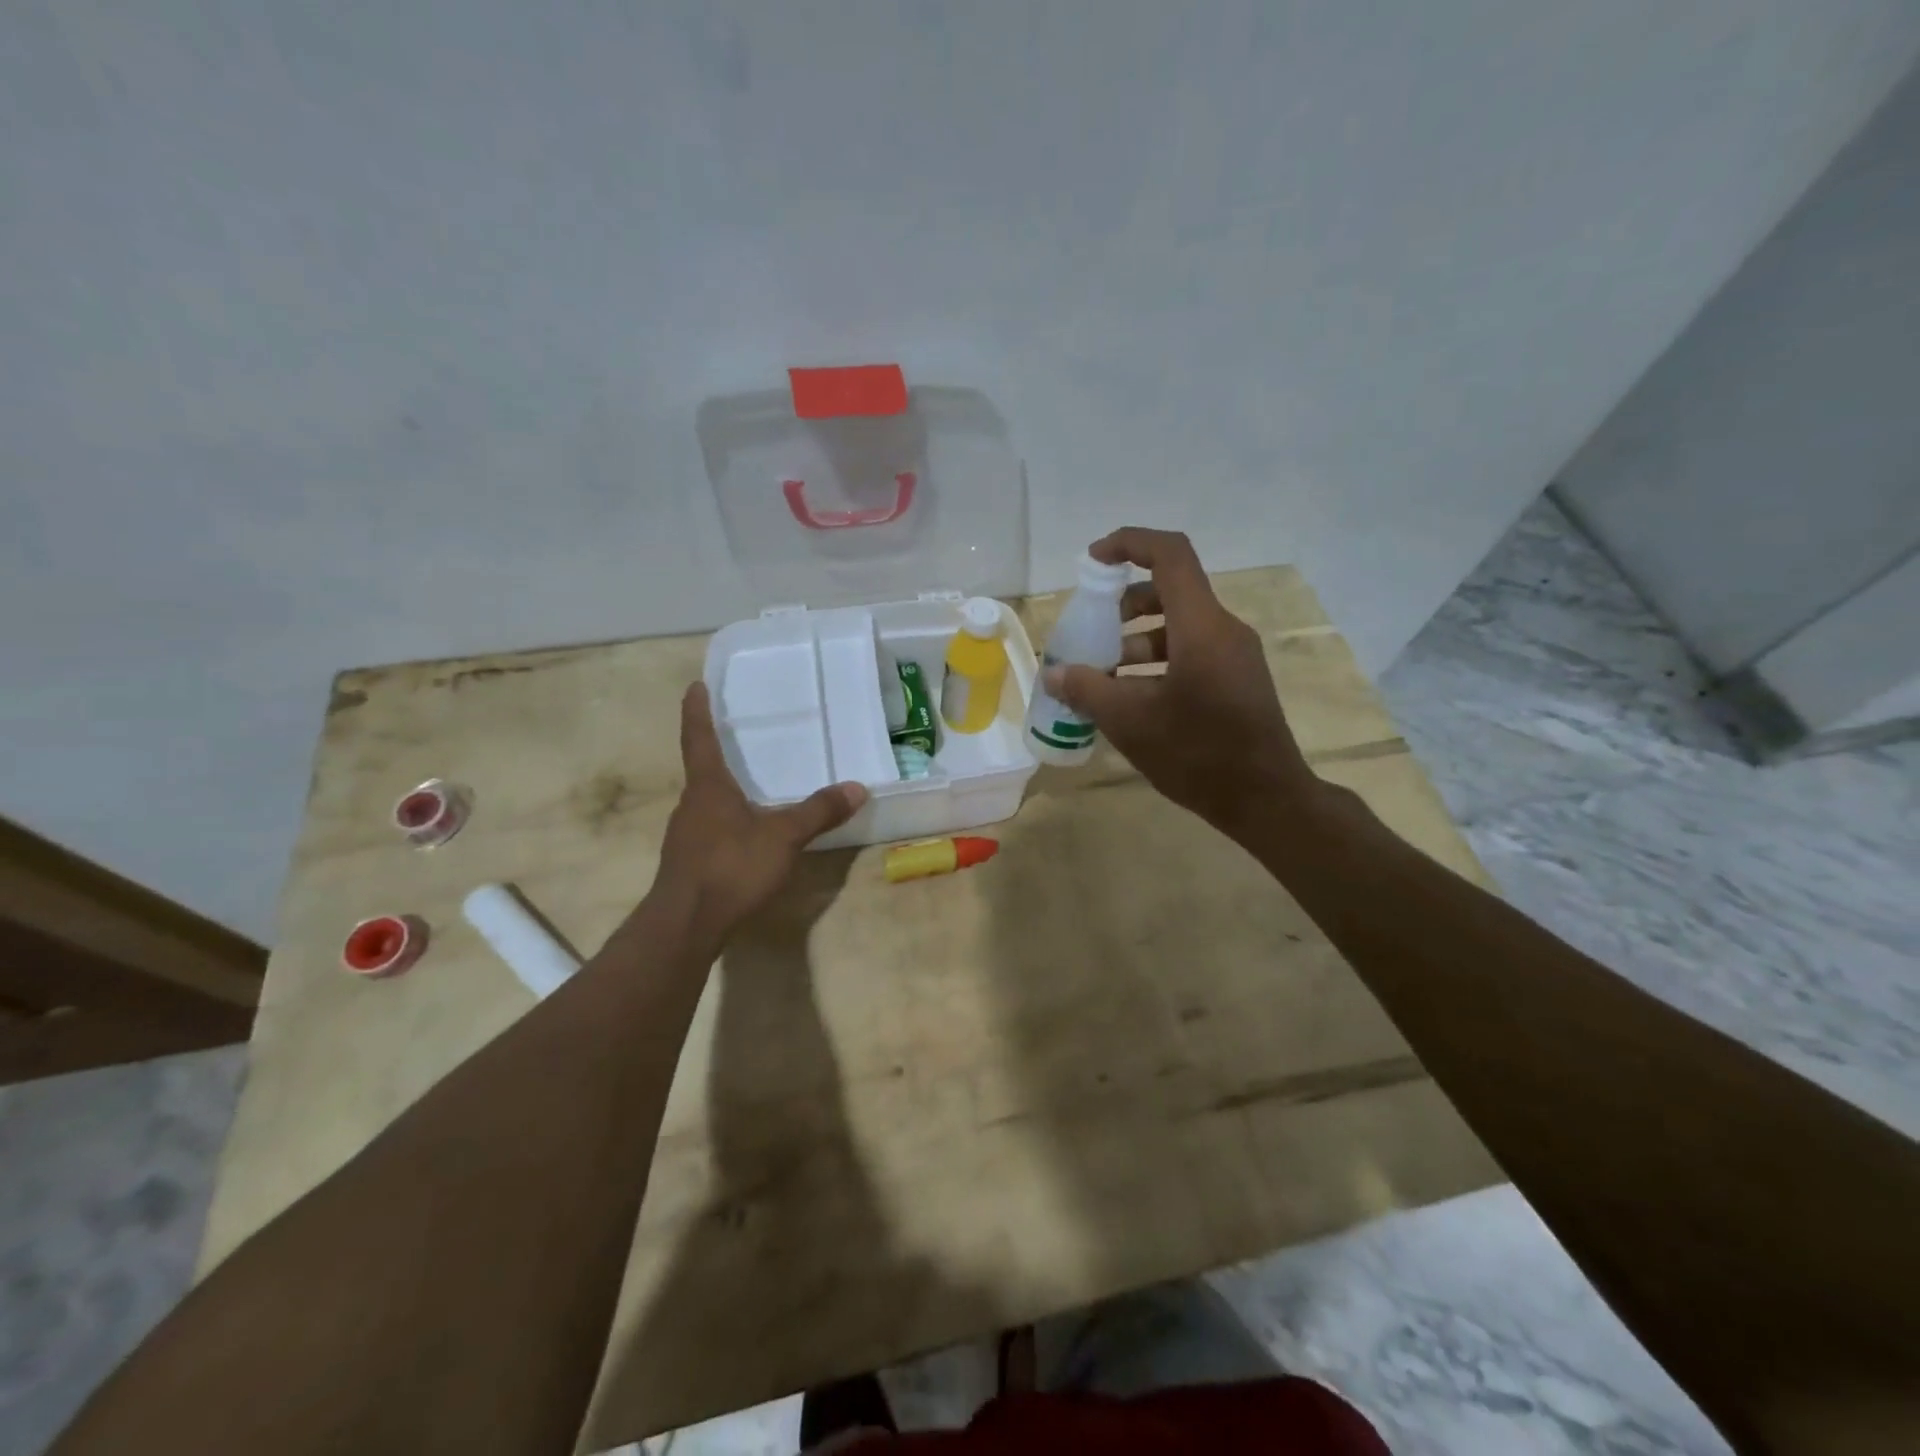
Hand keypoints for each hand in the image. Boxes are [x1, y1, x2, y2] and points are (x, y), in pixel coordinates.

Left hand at [655, 682, 867, 941]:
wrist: (685, 925)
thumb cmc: (731, 867)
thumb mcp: (783, 837)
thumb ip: (819, 812)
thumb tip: (857, 787)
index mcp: (708, 787)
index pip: (699, 739)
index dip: (697, 712)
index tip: (695, 686)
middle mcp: (691, 805)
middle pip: (701, 770)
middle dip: (716, 753)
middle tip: (735, 737)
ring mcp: (685, 835)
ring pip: (705, 802)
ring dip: (722, 791)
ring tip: (747, 786)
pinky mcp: (687, 862)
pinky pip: (708, 829)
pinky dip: (725, 821)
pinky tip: (744, 836)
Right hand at [1045, 527, 1316, 838]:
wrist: (1266, 800)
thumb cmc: (1198, 754)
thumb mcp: (1130, 722)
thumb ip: (1087, 690)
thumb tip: (1053, 674)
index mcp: (1201, 627)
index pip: (1170, 555)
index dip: (1129, 543)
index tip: (1092, 561)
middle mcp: (1224, 630)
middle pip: (1171, 590)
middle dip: (1124, 603)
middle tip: (1093, 631)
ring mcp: (1235, 655)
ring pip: (1179, 626)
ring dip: (1137, 640)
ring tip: (1104, 676)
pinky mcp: (1238, 679)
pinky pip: (1192, 652)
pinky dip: (1157, 661)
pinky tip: (1133, 698)